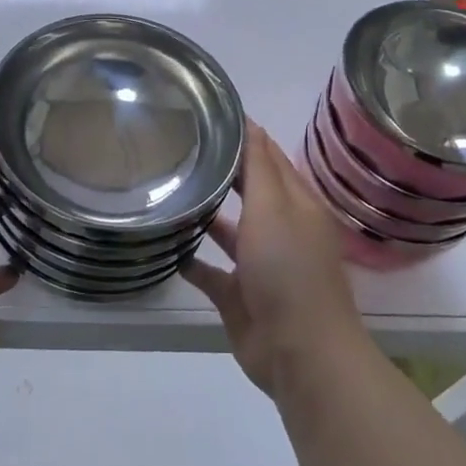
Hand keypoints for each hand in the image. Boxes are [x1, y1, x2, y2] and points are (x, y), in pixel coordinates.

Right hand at [183, 121, 361, 396]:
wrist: (298, 351)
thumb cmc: (288, 270)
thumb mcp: (274, 208)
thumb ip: (259, 167)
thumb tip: (250, 122)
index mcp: (297, 206)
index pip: (269, 159)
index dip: (245, 136)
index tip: (208, 114)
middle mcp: (280, 231)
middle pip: (249, 193)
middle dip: (222, 173)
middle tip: (179, 148)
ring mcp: (259, 266)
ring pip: (229, 232)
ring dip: (206, 216)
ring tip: (168, 192)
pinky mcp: (239, 296)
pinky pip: (212, 272)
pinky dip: (192, 261)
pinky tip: (167, 247)